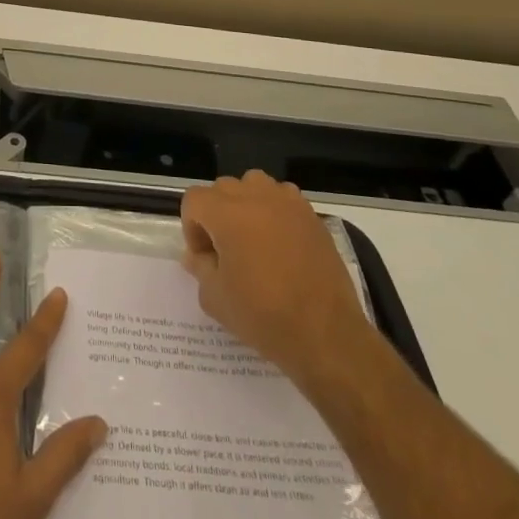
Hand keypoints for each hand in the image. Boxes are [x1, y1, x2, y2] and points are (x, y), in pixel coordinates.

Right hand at [181, 170, 366, 382]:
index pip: (195, 200)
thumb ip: (200, 267)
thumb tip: (199, 255)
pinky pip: (283, 198)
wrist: (325, 334)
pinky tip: (281, 243)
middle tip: (225, 250)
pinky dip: (274, 211)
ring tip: (252, 239)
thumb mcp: (215, 298)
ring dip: (245, 204)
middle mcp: (256, 197)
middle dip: (216, 214)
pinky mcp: (312, 216)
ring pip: (254, 185)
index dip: (192, 227)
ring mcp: (288, 203)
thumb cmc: (263, 316)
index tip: (204, 257)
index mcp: (227, 214)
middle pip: (223, 189)